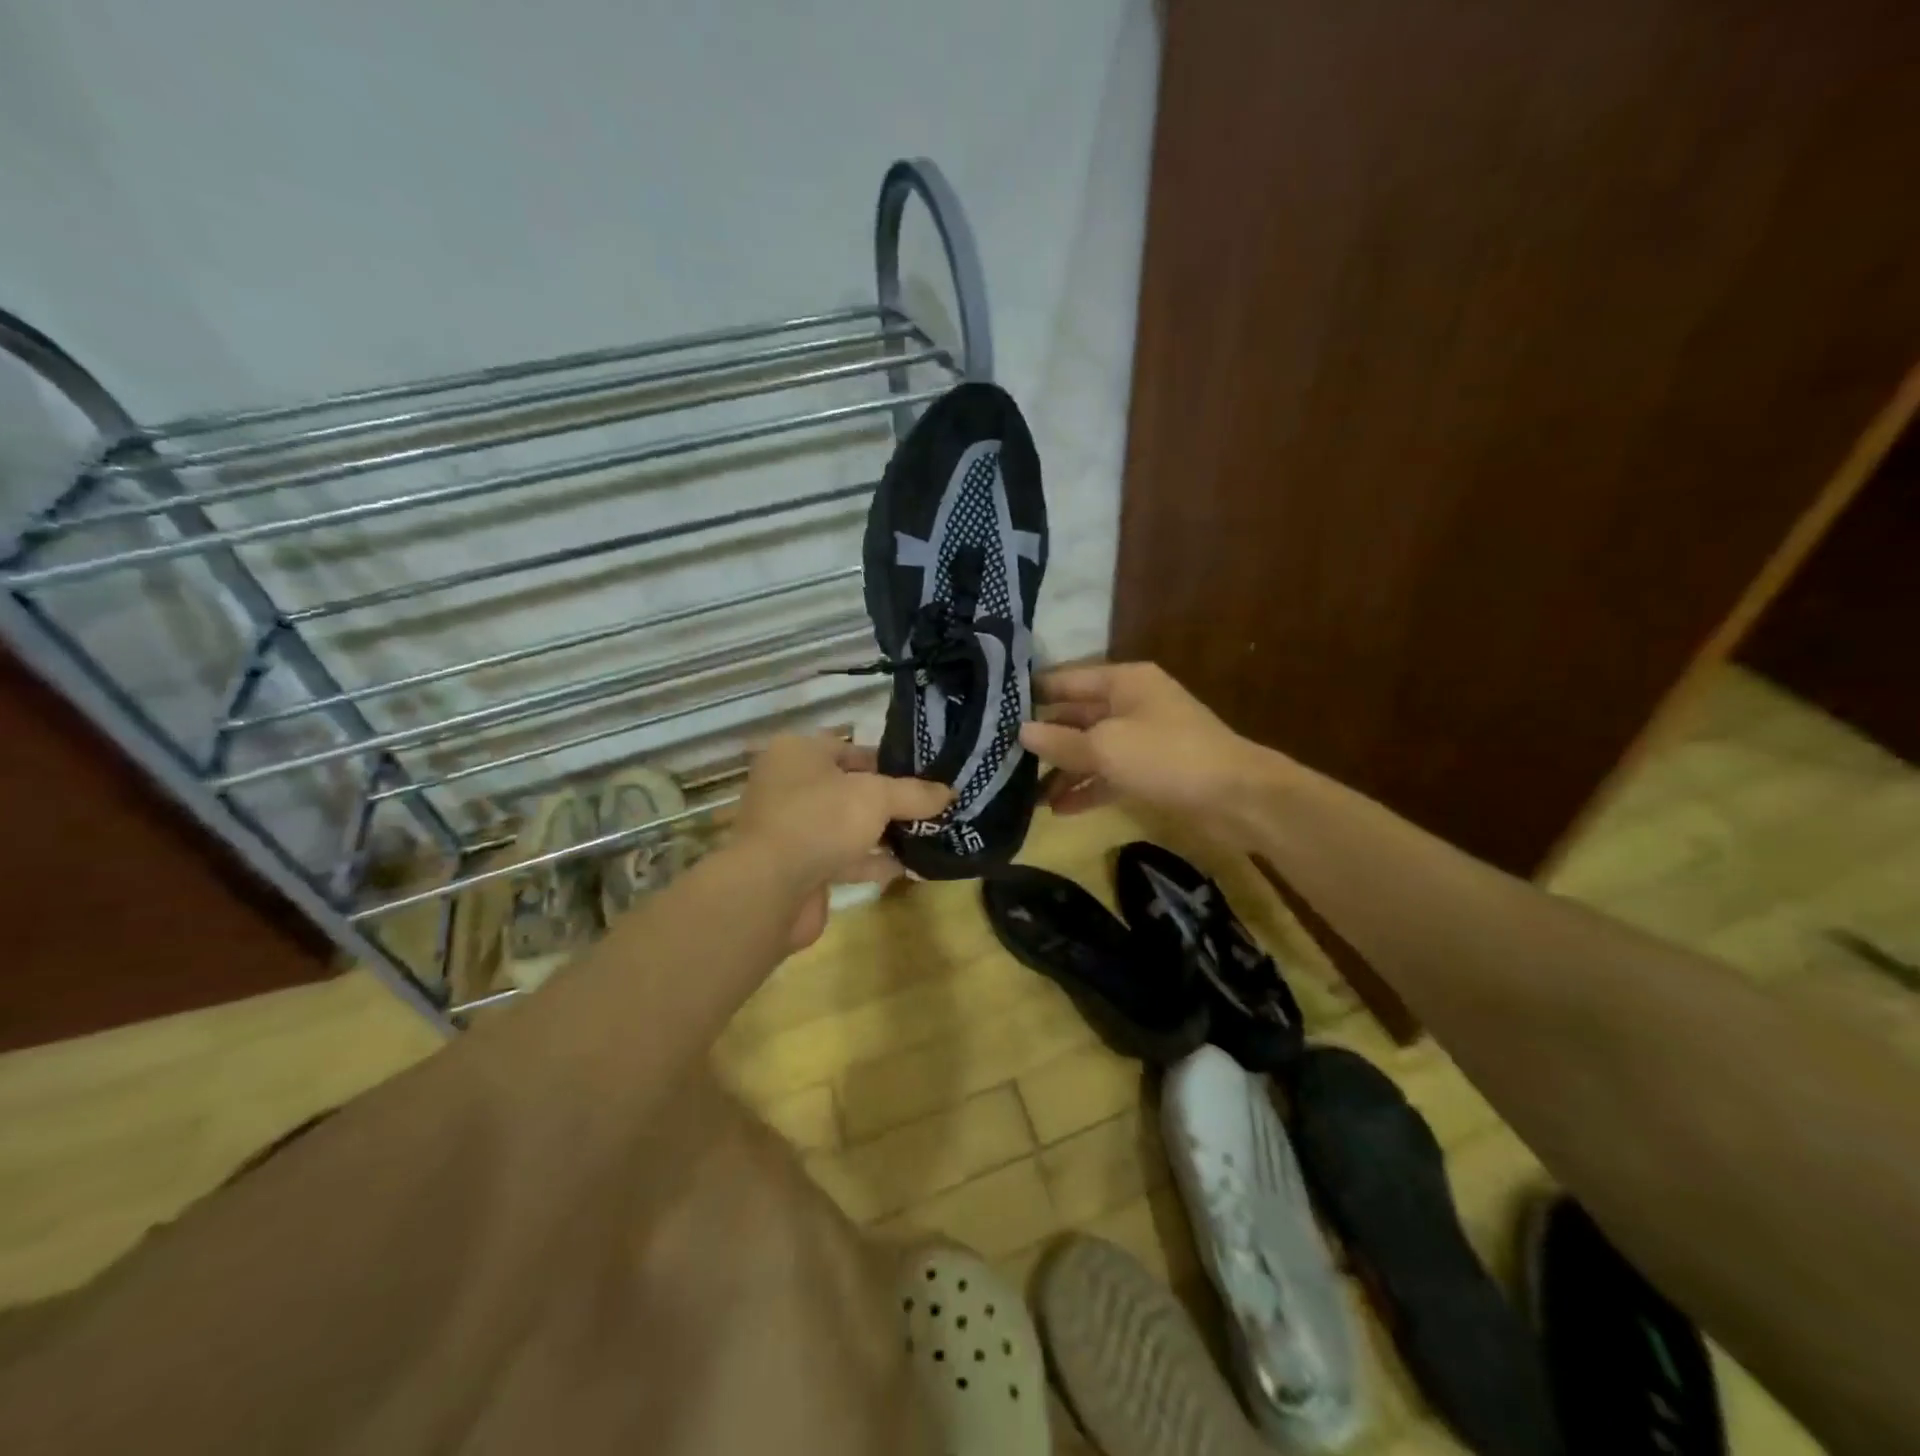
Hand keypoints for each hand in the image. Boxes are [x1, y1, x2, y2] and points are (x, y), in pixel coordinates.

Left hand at [734, 734, 951, 948]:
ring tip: (929, 835)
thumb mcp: (876, 797)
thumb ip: (914, 793)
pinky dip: (872, 861)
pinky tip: (909, 867)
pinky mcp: (798, 867)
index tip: (926, 775)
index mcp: (799, 753)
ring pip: (847, 825)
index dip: (890, 761)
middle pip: (850, 788)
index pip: (851, 749)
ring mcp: (792, 828)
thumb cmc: (820, 821)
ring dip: (884, 833)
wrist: (769, 890)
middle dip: (890, 800)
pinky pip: (843, 857)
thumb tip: (950, 792)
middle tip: (932, 806)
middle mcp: (790, 786)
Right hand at [1019, 662, 1276, 840]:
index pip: (1065, 681)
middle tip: (1000, 756)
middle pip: (1075, 716)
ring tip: (1024, 794)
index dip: (1031, 695)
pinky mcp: (1150, 770)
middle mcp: (1130, 703)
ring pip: (1090, 749)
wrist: (1236, 797)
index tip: (994, 711)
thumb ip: (1060, 742)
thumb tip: (1020, 732)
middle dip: (1043, 738)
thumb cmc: (1167, 756)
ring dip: (1061, 770)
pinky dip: (1086, 789)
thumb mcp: (1106, 747)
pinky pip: (1109, 774)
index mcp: (1123, 682)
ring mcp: (1142, 738)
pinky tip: (1059, 809)